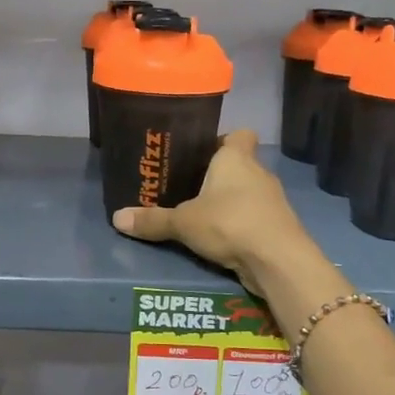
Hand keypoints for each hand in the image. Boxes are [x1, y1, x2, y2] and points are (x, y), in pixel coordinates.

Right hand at [111, 129, 311, 298]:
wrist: (277, 260)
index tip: (202, 153)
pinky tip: (220, 239)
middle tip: (188, 187)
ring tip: (200, 215)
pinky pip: (254, 217)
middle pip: (240, 165)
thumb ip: (152, 220)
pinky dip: (239, 225)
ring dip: (229, 202)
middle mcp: (258, 172)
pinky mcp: (277, 226)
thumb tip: (116, 218)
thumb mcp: (183, 222)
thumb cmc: (230, 222)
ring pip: (247, 192)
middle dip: (218, 175)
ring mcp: (272, 200)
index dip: (223, 140)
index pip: (240, 134)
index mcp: (236, 158)